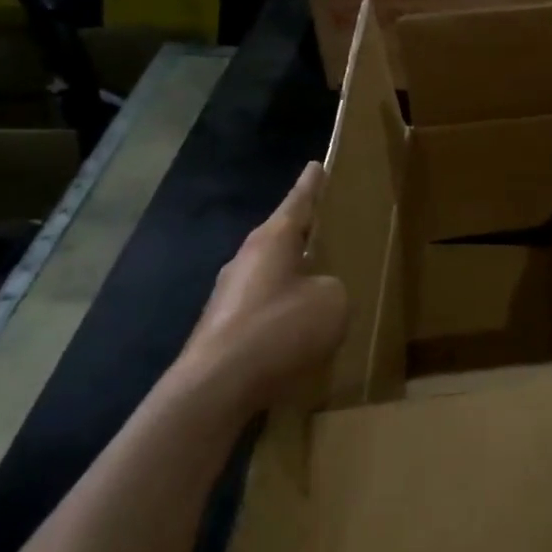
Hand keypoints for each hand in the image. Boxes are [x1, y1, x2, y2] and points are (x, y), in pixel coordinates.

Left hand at [168, 162, 345, 420]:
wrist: (216, 386)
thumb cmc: (280, 329)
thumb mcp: (334, 301)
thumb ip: (335, 287)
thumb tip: (320, 293)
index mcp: (274, 239)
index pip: (298, 201)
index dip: (312, 184)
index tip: (317, 165)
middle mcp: (247, 258)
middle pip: (282, 236)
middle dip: (306, 233)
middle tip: (330, 228)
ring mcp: (230, 293)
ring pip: (272, 273)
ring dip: (295, 275)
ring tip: (322, 284)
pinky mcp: (223, 325)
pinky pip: (264, 306)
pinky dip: (284, 309)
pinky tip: (300, 330)